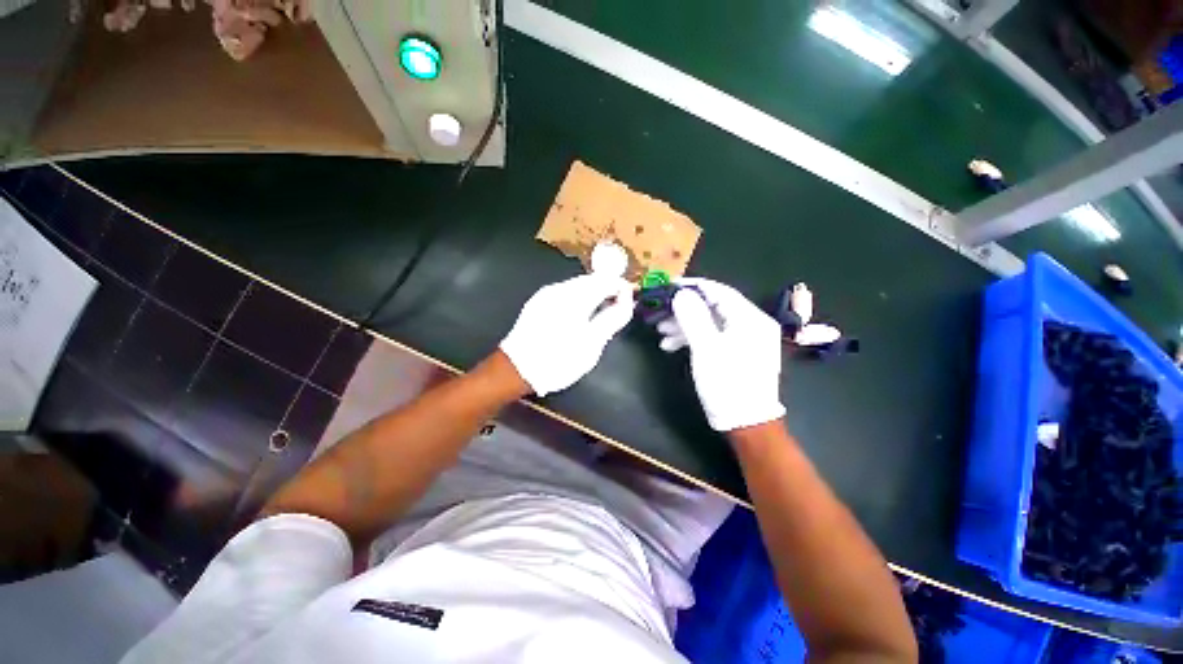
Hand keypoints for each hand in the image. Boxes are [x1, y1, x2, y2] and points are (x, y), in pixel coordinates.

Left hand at [500, 274, 634, 395]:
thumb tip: (627, 298)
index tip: (630, 302)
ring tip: (600, 316)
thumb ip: (613, 317)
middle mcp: (560, 288)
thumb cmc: (559, 359)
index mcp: (575, 296)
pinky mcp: (538, 302)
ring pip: (578, 286)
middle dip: (608, 291)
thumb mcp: (593, 342)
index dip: (622, 288)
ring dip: (594, 295)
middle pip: (592, 280)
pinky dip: (579, 300)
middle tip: (617, 311)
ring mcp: (546, 294)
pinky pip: (566, 293)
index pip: (607, 280)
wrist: (517, 369)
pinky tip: (579, 317)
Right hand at [657, 278, 785, 430]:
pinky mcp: (735, 352)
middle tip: (660, 313)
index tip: (668, 286)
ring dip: (684, 325)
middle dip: (684, 310)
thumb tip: (681, 294)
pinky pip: (712, 336)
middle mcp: (750, 324)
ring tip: (661, 332)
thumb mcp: (706, 349)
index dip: (692, 287)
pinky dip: (692, 338)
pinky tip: (671, 345)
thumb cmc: (727, 384)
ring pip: (709, 322)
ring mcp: (743, 339)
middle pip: (712, 307)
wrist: (745, 423)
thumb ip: (693, 317)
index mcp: (750, 319)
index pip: (719, 291)